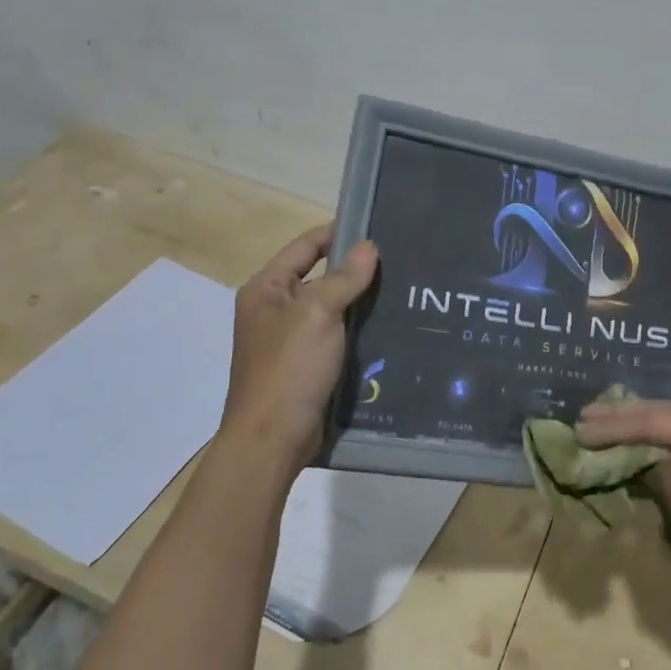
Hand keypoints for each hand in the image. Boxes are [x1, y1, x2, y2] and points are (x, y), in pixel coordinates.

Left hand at [220, 224, 377, 477]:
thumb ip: (344, 278)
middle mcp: (275, 310)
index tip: (378, 228)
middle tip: (401, 261)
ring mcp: (291, 341)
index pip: (305, 246)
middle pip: (320, 277)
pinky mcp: (308, 367)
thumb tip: (369, 246)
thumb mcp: (317, 314)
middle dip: (356, 270)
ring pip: (333, 310)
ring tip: (404, 291)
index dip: (338, 234)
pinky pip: (338, 338)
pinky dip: (360, 332)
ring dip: (362, 303)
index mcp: (266, 289)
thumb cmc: (288, 368)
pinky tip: (392, 328)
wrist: (272, 441)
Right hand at [578, 400, 670, 601]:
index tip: (579, 428)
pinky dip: (662, 441)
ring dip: (641, 427)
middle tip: (584, 416)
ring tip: (602, 422)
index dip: (613, 427)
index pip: (653, 421)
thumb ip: (664, 474)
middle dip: (623, 417)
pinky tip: (641, 439)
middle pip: (664, 414)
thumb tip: (655, 459)